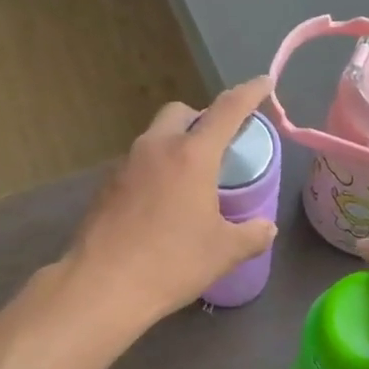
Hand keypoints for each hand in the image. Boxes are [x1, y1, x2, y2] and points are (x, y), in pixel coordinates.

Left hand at [63, 77, 278, 328]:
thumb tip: (266, 228)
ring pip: (155, 137)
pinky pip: (138, 163)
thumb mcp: (223, 253)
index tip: (263, 82)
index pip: (226, 110)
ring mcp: (125, 165)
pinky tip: (161, 203)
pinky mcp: (106, 186)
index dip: (249, 93)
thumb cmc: (170, 263)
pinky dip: (155, 169)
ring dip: (176, 145)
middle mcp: (156, 148)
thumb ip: (252, 235)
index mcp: (191, 155)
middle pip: (181, 112)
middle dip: (202, 118)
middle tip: (218, 146)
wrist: (101, 286)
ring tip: (190, 180)